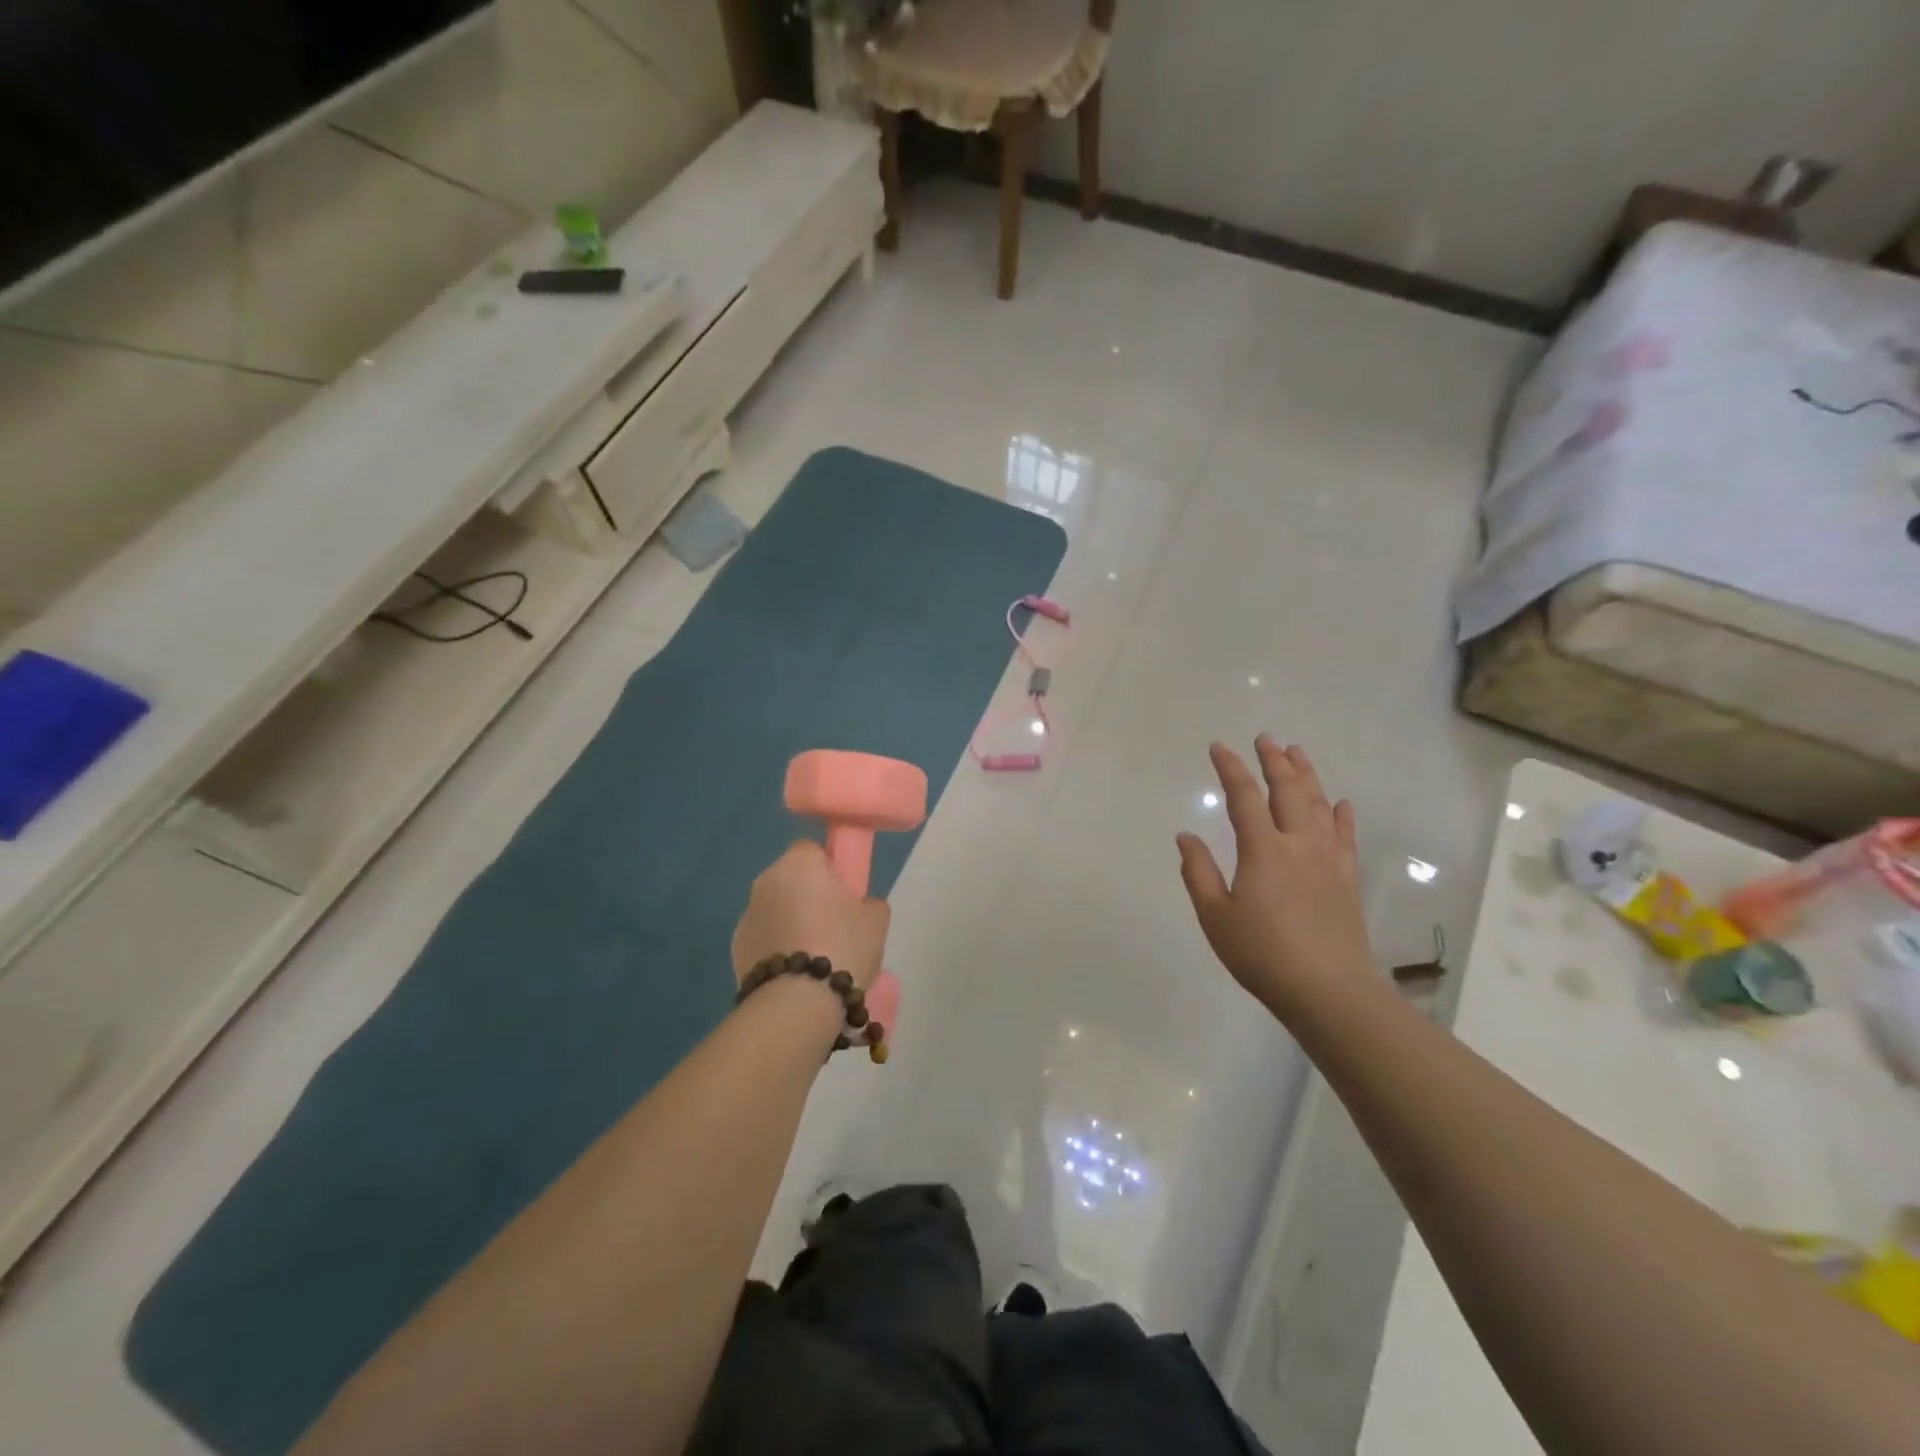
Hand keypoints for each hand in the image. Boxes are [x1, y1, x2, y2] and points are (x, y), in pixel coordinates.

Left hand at [732, 841, 891, 990]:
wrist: (797, 1003)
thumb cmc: (841, 946)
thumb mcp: (876, 920)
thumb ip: (868, 902)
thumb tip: (859, 905)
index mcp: (798, 864)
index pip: (811, 850)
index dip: (829, 868)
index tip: (844, 892)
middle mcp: (765, 882)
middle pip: (791, 880)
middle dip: (808, 896)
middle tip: (834, 925)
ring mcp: (746, 916)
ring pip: (775, 910)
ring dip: (790, 923)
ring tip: (816, 957)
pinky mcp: (735, 950)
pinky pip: (764, 939)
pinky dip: (777, 949)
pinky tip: (796, 975)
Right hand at [1177, 738, 1374, 1015]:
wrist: (1329, 990)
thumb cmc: (1262, 954)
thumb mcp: (1215, 916)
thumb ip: (1198, 872)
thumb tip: (1186, 836)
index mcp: (1262, 850)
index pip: (1244, 797)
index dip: (1231, 769)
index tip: (1219, 747)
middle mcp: (1298, 844)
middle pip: (1288, 790)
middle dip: (1275, 761)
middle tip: (1266, 738)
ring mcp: (1328, 859)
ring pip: (1319, 804)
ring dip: (1307, 775)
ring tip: (1297, 753)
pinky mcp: (1347, 878)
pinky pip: (1345, 836)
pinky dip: (1342, 815)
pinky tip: (1341, 803)